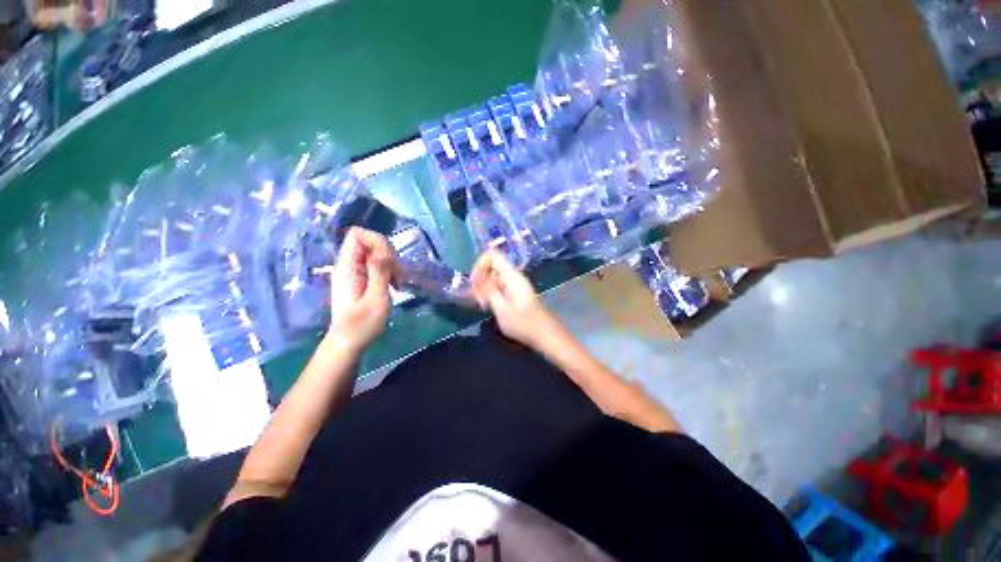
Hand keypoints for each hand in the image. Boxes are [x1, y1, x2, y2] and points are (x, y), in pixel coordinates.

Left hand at [326, 228, 394, 354]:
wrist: (349, 343)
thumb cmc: (361, 324)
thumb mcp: (375, 298)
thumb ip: (379, 271)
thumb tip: (383, 247)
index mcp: (347, 267)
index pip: (357, 234)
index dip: (376, 240)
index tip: (389, 260)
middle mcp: (349, 265)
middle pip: (370, 242)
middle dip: (388, 254)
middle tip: (396, 275)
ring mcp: (355, 272)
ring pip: (376, 253)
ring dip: (391, 264)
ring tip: (397, 283)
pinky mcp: (362, 279)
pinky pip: (377, 265)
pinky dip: (389, 271)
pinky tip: (394, 285)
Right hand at [471, 250, 562, 349]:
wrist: (546, 335)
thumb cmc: (524, 324)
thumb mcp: (502, 308)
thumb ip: (489, 290)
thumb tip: (477, 277)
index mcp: (512, 276)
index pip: (492, 255)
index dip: (479, 264)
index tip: (474, 283)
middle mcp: (514, 277)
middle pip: (492, 267)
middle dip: (480, 280)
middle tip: (478, 299)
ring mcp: (515, 285)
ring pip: (494, 278)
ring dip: (484, 289)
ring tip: (483, 306)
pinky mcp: (515, 294)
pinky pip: (499, 287)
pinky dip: (491, 294)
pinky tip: (489, 308)